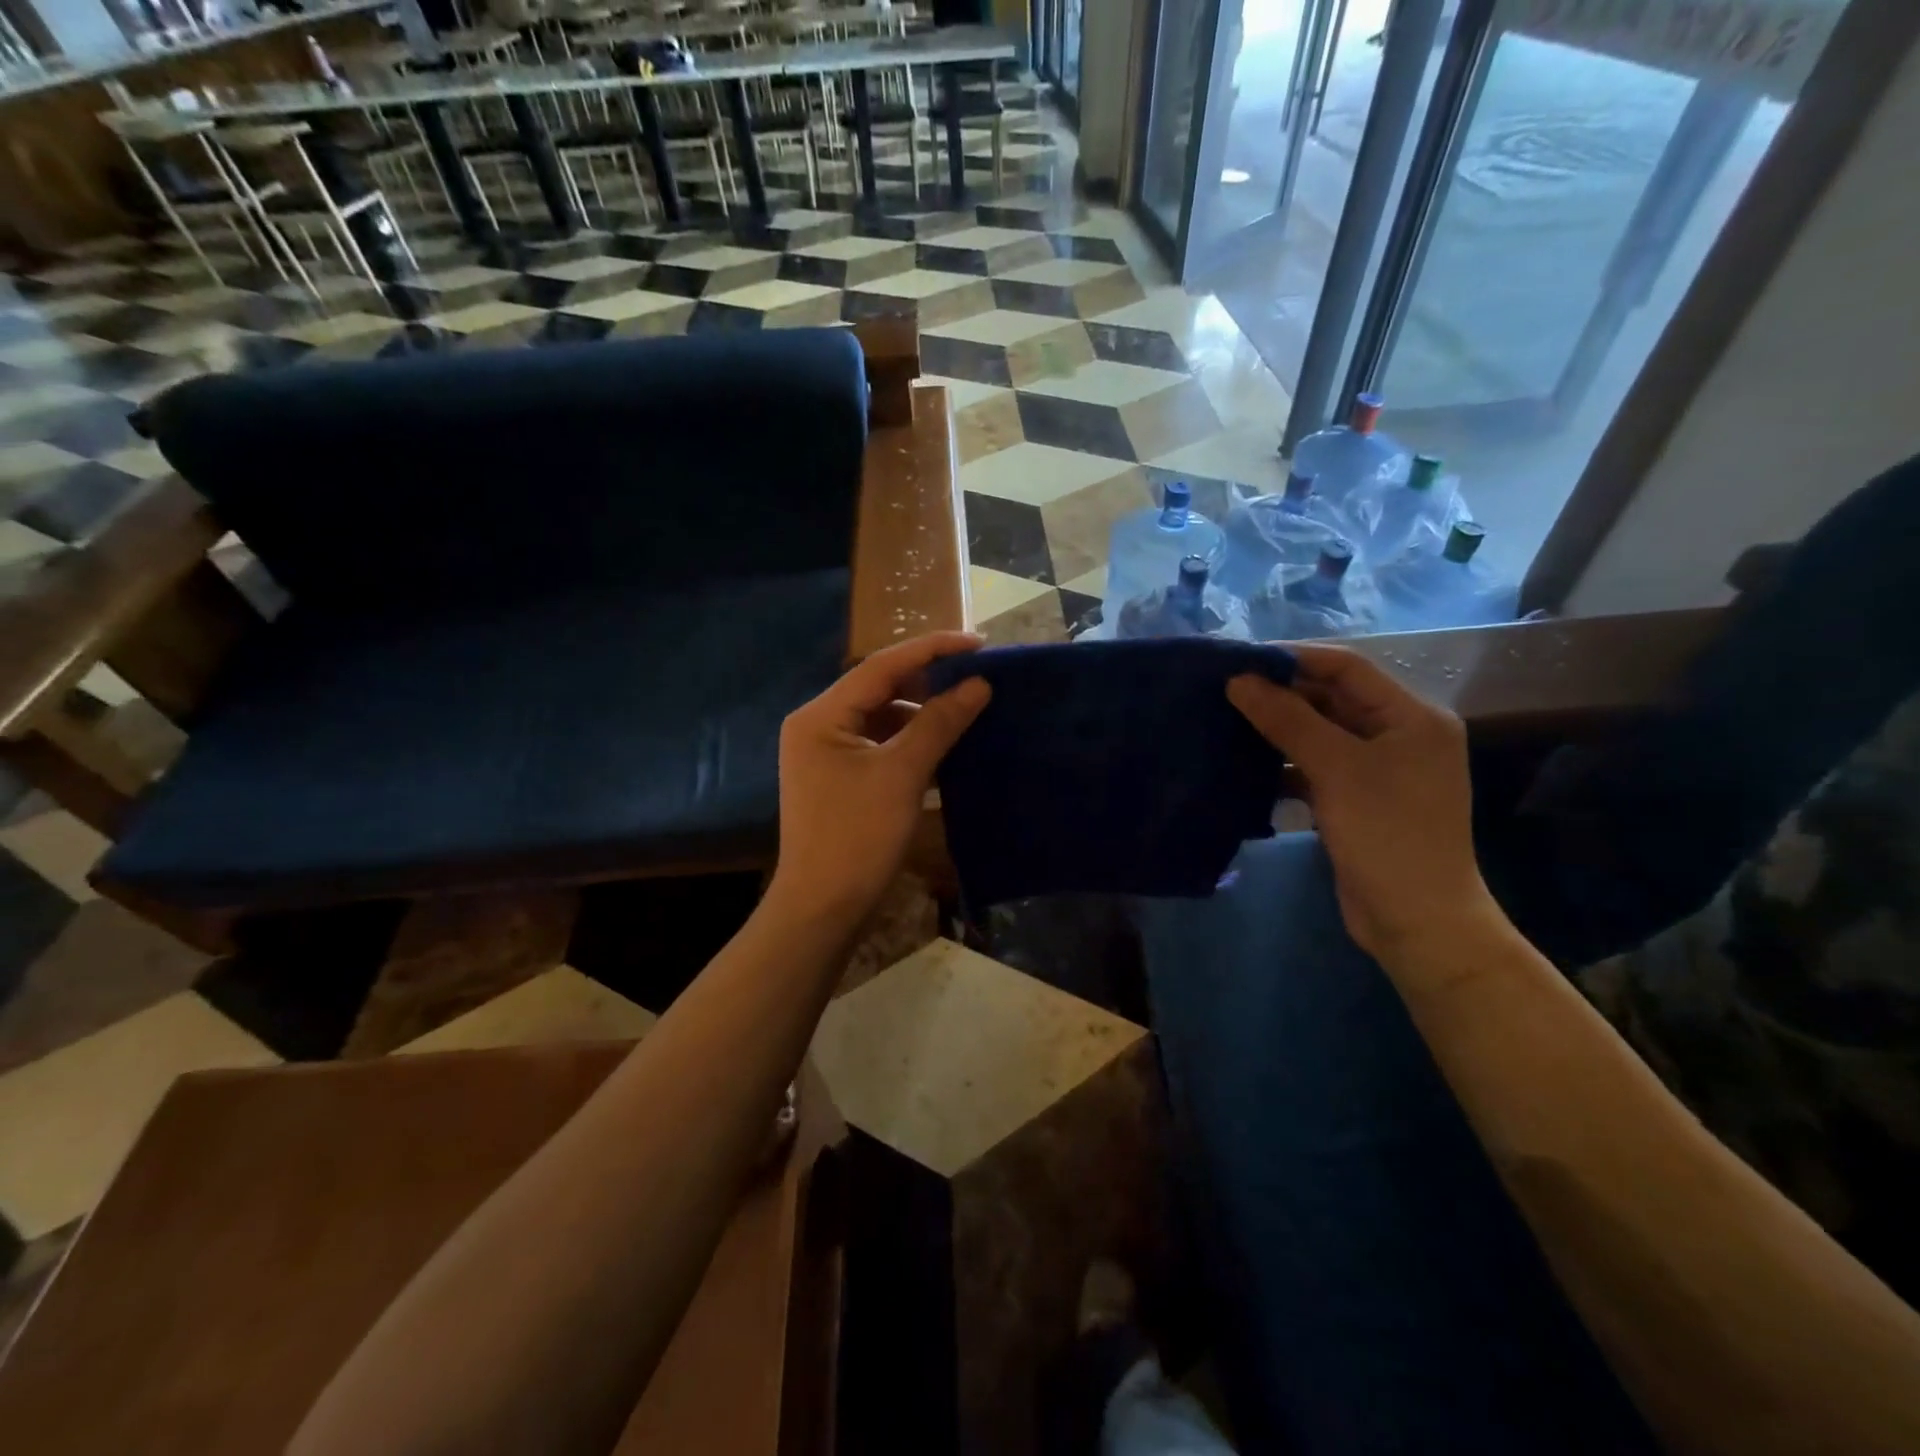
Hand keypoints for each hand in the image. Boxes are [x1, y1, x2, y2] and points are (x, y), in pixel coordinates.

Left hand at [768, 631, 990, 926]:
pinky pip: (880, 745)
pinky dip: (911, 742)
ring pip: (882, 717)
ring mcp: (826, 754)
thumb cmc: (858, 837)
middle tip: (977, 676)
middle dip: (928, 681)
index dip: (933, 649)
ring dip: (922, 713)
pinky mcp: (839, 779)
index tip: (979, 643)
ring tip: (967, 708)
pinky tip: (945, 745)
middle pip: (880, 688)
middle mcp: (818, 725)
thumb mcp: (903, 774)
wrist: (822, 909)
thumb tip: (978, 684)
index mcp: (821, 715)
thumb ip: (940, 723)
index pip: (882, 665)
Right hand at [1228, 644, 1499, 960]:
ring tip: (1225, 722)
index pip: (1346, 668)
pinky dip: (1283, 765)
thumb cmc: (1386, 834)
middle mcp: (1399, 735)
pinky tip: (1245, 767)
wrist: (1416, 921)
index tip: (1239, 661)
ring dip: (1277, 729)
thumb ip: (1287, 719)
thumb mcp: (1336, 769)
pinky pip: (1315, 767)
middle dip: (1280, 694)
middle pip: (1332, 699)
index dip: (1293, 658)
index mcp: (1411, 716)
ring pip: (1319, 734)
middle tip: (1224, 692)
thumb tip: (1239, 680)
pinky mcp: (1357, 800)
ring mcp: (1378, 770)